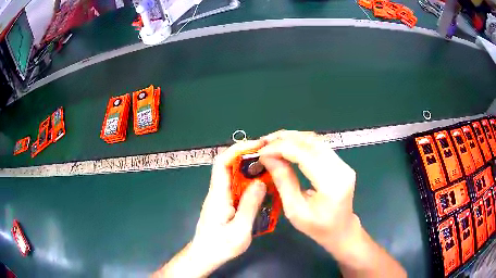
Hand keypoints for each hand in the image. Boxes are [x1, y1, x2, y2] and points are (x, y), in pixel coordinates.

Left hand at [154, 140, 266, 277]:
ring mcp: (220, 198)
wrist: (204, 256)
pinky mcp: (224, 204)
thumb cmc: (219, 246)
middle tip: (271, 158)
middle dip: (249, 158)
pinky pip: (238, 188)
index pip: (223, 162)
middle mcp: (218, 192)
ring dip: (252, 171)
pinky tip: (264, 191)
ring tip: (272, 172)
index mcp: (218, 195)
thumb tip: (260, 182)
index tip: (258, 145)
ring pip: (235, 177)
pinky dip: (251, 185)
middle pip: (230, 166)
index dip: (238, 149)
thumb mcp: (239, 230)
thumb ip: (249, 206)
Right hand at [258, 131, 359, 258]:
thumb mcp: (295, 210)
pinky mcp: (341, 163)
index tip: (261, 151)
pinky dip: (301, 143)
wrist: (341, 230)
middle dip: (285, 139)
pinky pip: (319, 146)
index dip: (281, 148)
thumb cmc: (317, 227)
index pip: (304, 155)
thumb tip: (267, 157)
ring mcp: (343, 164)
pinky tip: (287, 145)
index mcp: (331, 185)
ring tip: (272, 141)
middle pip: (311, 143)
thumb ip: (283, 181)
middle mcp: (341, 169)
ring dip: (292, 138)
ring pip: (315, 140)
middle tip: (264, 141)